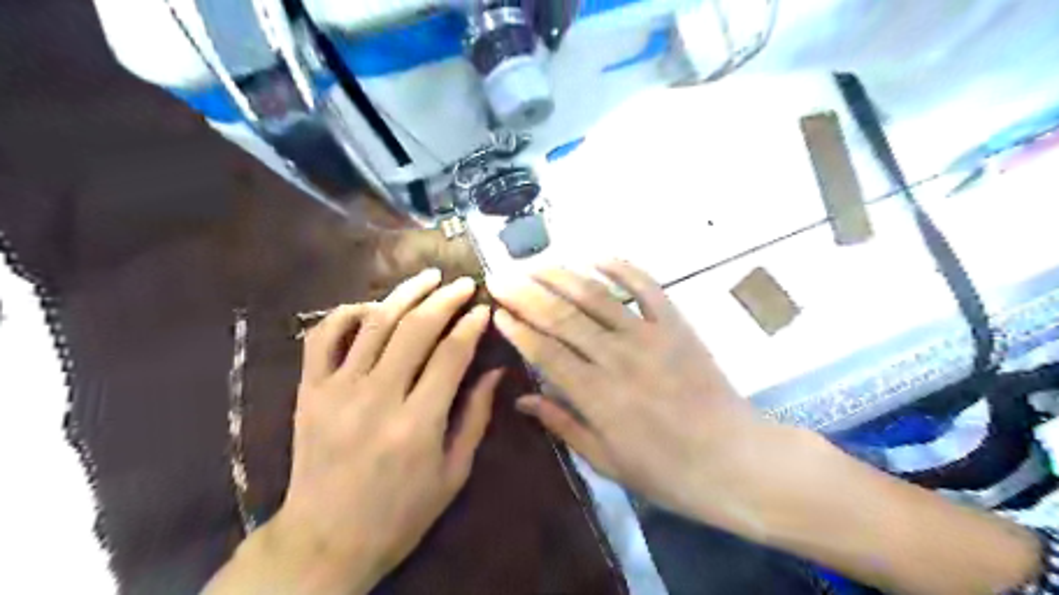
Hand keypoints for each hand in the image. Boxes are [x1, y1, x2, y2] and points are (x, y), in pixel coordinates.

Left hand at [270, 269, 500, 594]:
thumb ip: (475, 418)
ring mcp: (337, 390)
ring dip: (405, 294)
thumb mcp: (453, 474)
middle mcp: (377, 397)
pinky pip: (323, 337)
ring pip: (374, 323)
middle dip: (445, 299)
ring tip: (428, 277)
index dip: (471, 326)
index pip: (451, 354)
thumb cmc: (400, 514)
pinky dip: (346, 313)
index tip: (484, 309)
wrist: (325, 540)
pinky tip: (371, 306)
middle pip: (416, 328)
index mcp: (418, 423)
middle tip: (464, 284)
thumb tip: (495, 373)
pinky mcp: (309, 391)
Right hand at [491, 262, 806, 535]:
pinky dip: (622, 268)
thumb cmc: (665, 469)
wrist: (733, 459)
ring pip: (596, 296)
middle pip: (562, 317)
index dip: (517, 328)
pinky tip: (597, 257)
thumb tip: (523, 399)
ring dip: (562, 276)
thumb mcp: (606, 460)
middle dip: (525, 293)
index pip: (545, 351)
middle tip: (499, 276)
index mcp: (596, 395)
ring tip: (535, 264)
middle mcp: (616, 357)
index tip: (496, 311)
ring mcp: (648, 336)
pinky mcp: (675, 325)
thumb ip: (563, 424)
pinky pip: (646, 288)